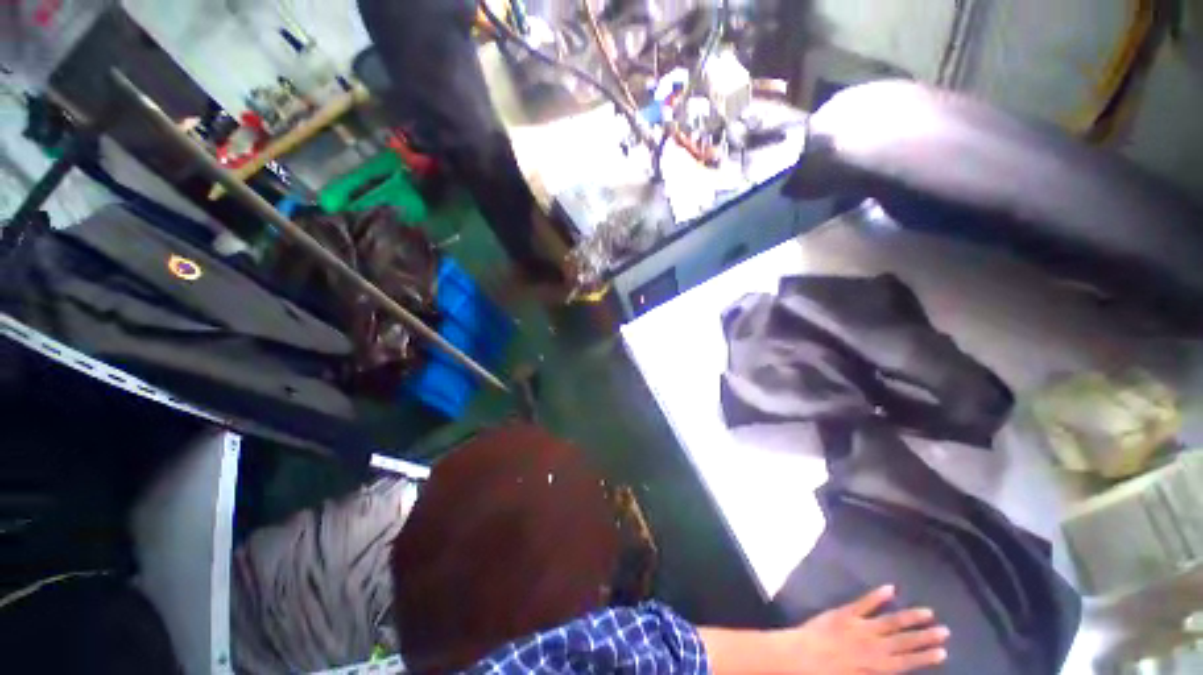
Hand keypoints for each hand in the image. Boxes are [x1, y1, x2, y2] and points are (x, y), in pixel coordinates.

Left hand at [777, 585, 948, 673]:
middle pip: (904, 642)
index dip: (925, 658)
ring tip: (929, 612)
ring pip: (890, 621)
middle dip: (925, 637)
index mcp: (876, 667)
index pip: (906, 662)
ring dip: (910, 617)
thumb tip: (893, 667)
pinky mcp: (844, 613)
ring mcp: (859, 628)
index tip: (943, 652)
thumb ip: (875, 672)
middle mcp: (872, 647)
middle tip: (946, 631)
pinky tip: (891, 588)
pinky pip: (863, 603)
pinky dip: (877, 596)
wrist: (801, 657)